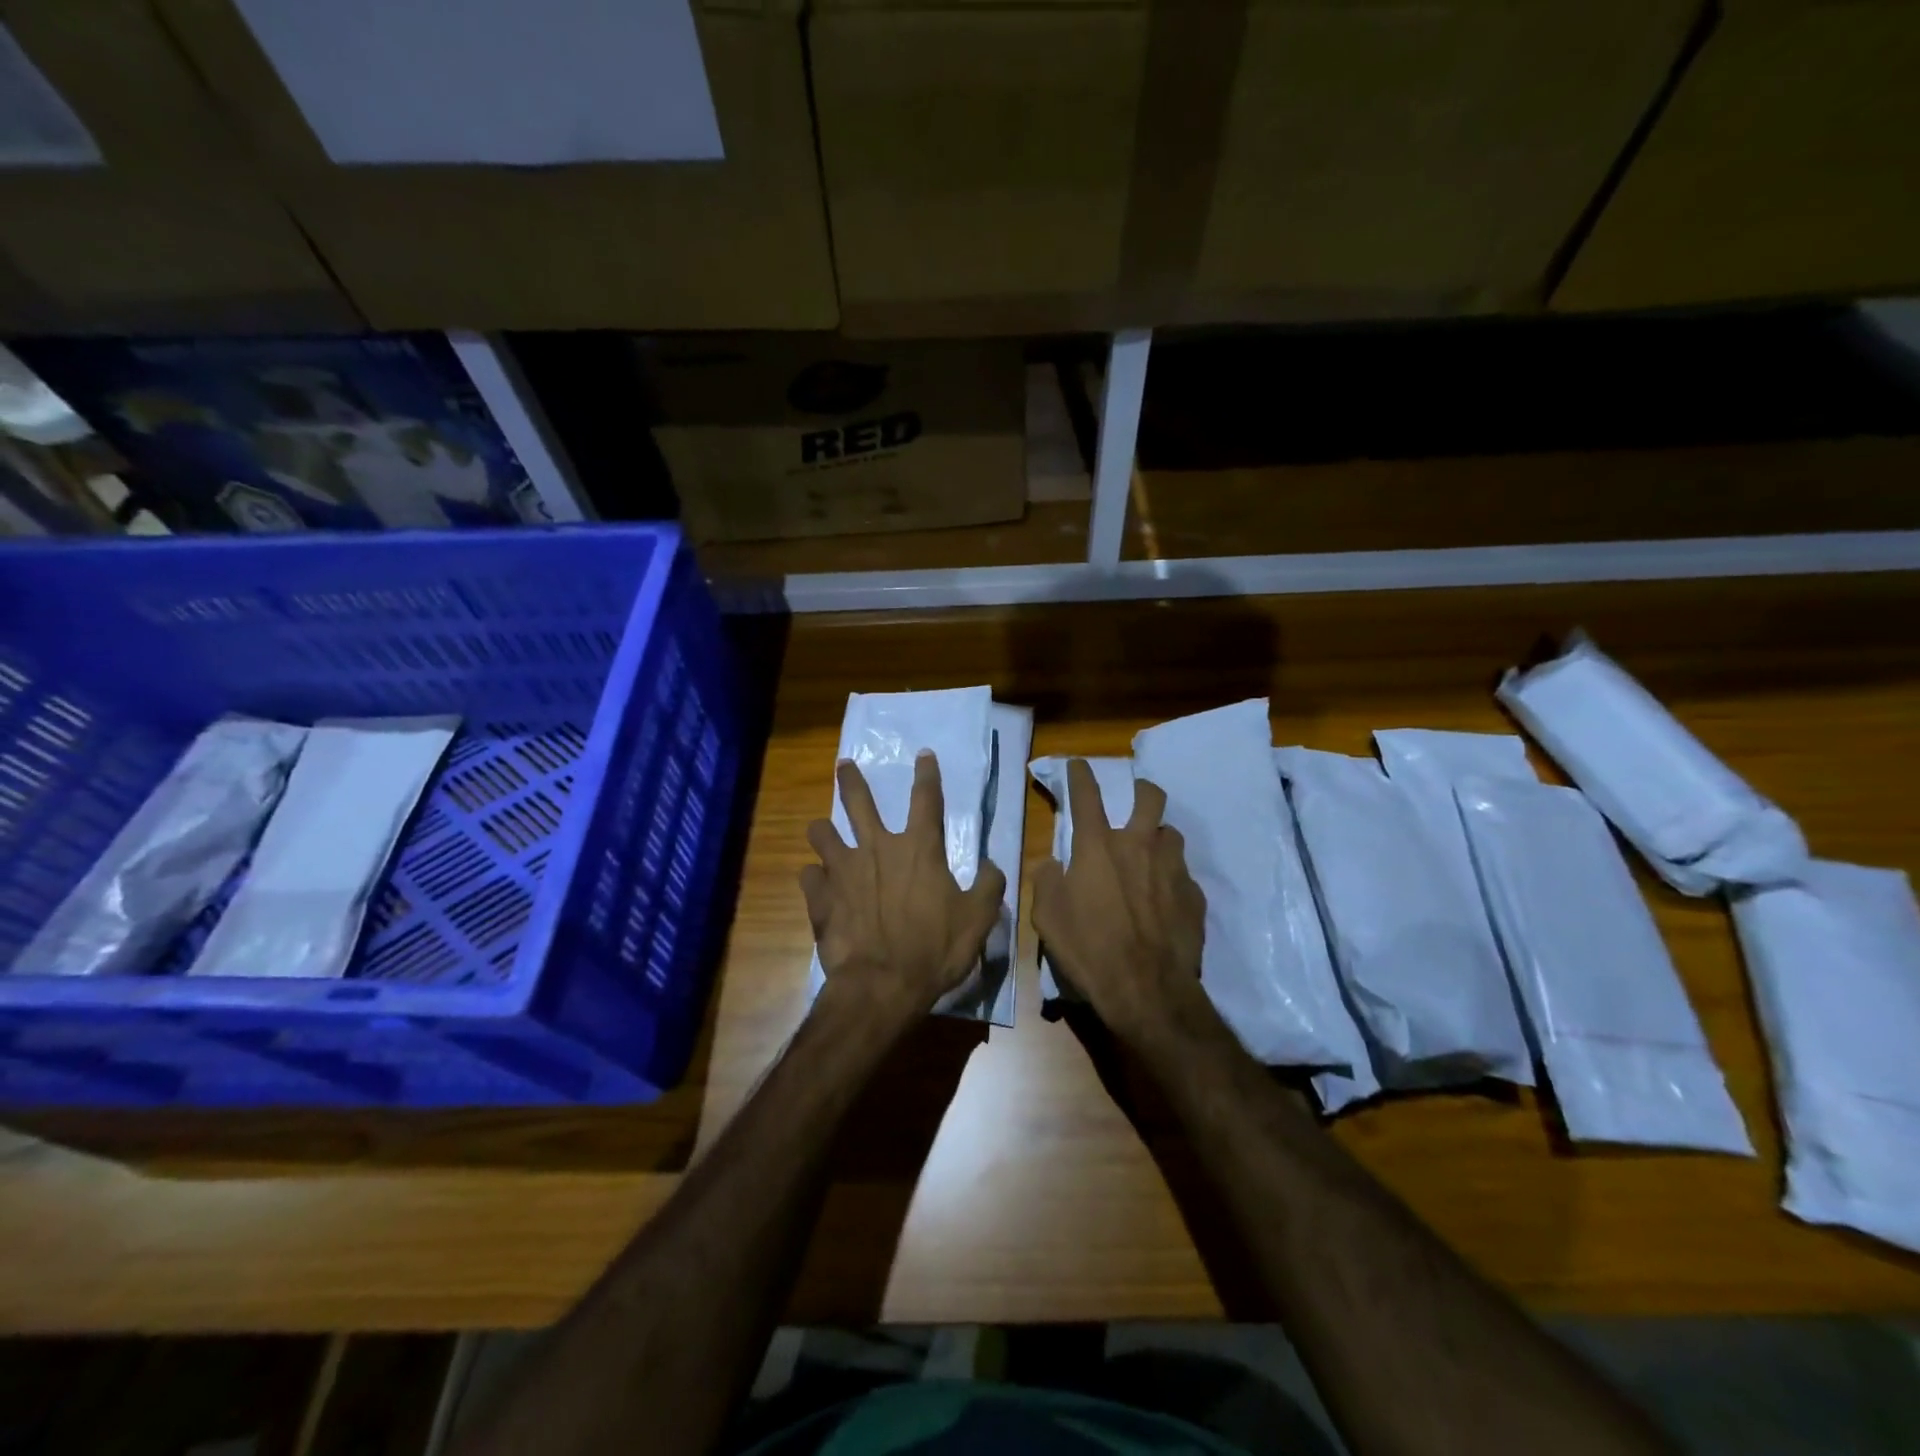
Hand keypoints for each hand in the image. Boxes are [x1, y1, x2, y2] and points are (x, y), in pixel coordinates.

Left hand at [802, 753, 1006, 1030]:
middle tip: (843, 765)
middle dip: (850, 779)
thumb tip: (992, 865)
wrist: (882, 985)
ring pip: (822, 832)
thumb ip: (989, 886)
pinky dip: (814, 877)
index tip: (923, 754)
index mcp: (919, 849)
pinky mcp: (820, 897)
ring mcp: (843, 870)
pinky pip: (809, 875)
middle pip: (858, 801)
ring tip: (822, 829)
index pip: (926, 799)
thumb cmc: (935, 949)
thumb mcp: (978, 919)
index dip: (927, 774)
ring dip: (823, 829)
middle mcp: (877, 848)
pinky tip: (818, 883)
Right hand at [1031, 758, 1207, 1043]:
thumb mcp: (1047, 916)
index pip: (1087, 795)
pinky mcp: (1195, 896)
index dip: (1080, 774)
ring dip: (1159, 836)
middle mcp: (1139, 846)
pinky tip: (1164, 899)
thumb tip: (1052, 862)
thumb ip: (1046, 879)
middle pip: (1149, 797)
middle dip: (1140, 790)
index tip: (1078, 763)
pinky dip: (1172, 877)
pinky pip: (1184, 874)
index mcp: (1098, 847)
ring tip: (1150, 854)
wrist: (1148, 990)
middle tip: (1133, 800)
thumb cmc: (1089, 949)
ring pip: (1172, 833)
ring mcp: (1173, 869)